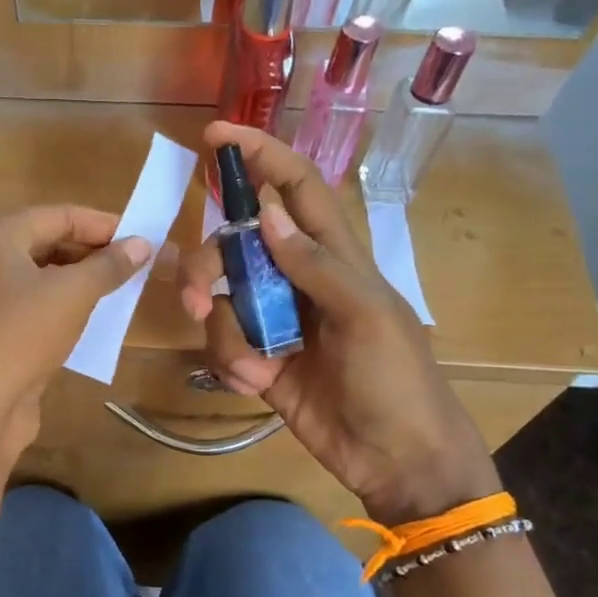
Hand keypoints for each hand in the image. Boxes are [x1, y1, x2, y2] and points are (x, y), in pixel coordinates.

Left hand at [0, 205, 151, 461]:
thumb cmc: (21, 335)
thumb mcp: (72, 294)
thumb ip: (109, 265)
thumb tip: (143, 243)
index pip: (59, 215)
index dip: (104, 224)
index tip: (144, 236)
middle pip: (49, 243)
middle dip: (94, 253)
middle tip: (139, 264)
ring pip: (45, 277)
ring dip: (84, 281)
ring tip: (125, 288)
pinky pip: (38, 307)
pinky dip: (67, 307)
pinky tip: (98, 317)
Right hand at [179, 124, 498, 524]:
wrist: (396, 459)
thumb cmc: (396, 381)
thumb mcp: (365, 316)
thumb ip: (315, 263)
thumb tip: (267, 211)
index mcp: (334, 257)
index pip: (294, 188)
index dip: (259, 156)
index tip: (214, 137)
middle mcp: (297, 280)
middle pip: (235, 246)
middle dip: (210, 267)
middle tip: (200, 299)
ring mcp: (276, 321)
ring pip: (222, 299)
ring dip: (224, 332)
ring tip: (250, 368)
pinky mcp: (259, 361)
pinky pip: (223, 344)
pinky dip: (230, 363)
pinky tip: (256, 384)